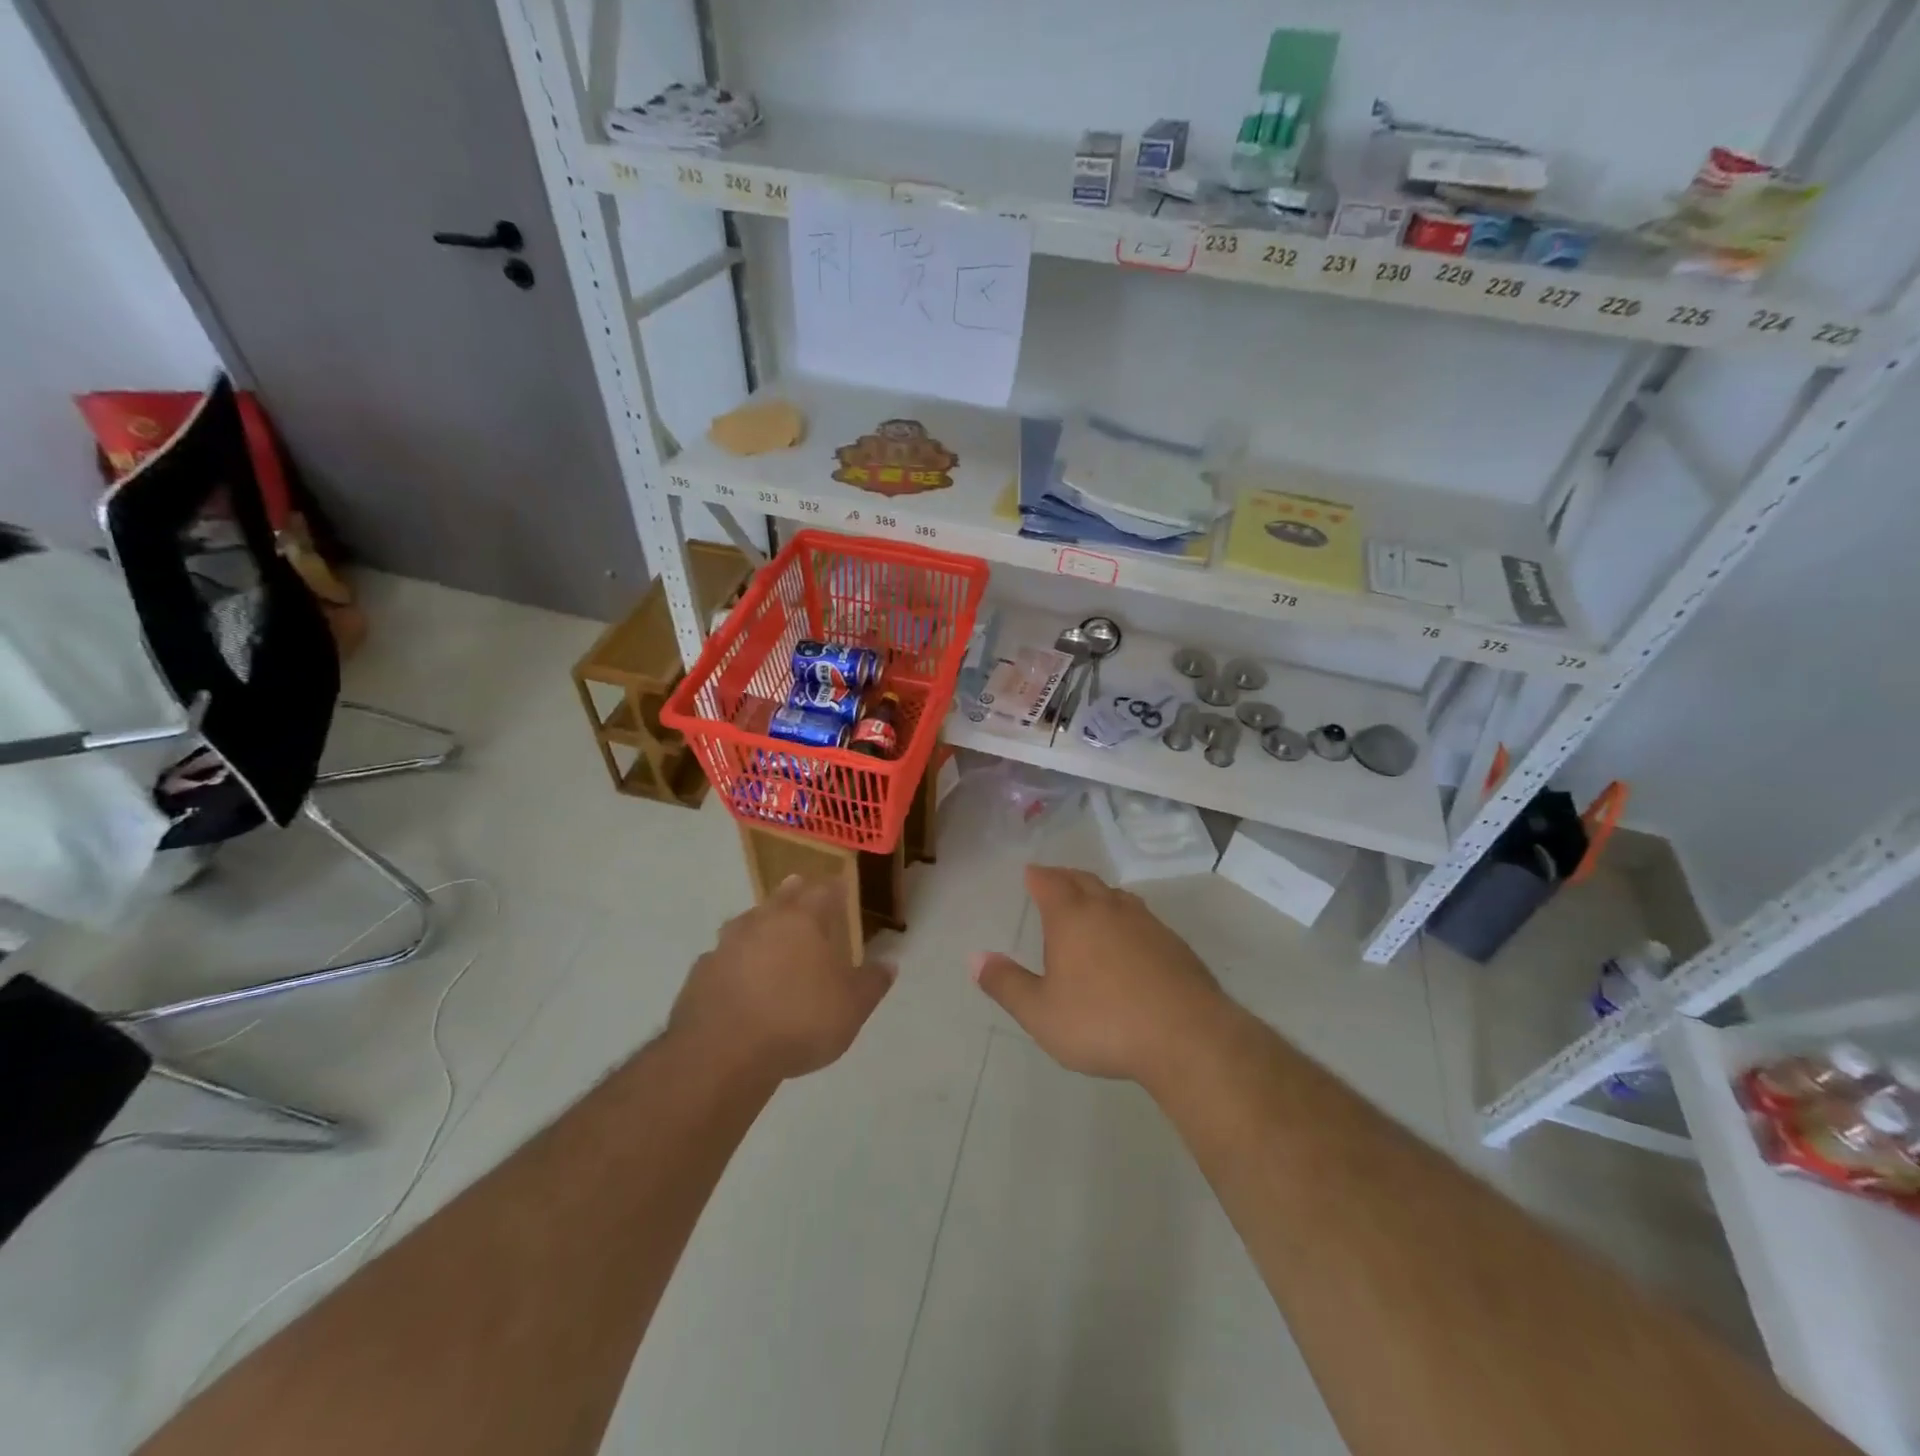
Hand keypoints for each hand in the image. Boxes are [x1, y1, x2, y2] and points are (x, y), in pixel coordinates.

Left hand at [671, 875, 893, 1082]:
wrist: (722, 1054)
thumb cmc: (798, 1021)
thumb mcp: (851, 1008)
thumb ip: (872, 983)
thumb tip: (888, 964)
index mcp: (802, 921)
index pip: (823, 891)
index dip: (833, 887)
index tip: (839, 884)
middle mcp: (762, 922)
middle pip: (781, 897)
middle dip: (793, 891)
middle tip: (799, 885)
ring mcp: (726, 946)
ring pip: (746, 923)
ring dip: (759, 923)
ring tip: (767, 930)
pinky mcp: (700, 973)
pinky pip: (722, 957)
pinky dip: (733, 960)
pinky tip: (737, 976)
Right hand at [973, 866, 1230, 1084]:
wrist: (1185, 1036)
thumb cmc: (1102, 1022)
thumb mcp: (1040, 1013)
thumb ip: (1006, 984)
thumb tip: (975, 957)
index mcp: (1072, 917)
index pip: (1049, 883)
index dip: (1037, 876)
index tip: (1030, 873)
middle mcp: (1109, 909)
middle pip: (1084, 880)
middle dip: (1065, 878)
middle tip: (1054, 880)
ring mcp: (1146, 923)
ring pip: (1116, 896)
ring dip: (1098, 893)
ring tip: (1090, 902)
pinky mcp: (1174, 944)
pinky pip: (1141, 917)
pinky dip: (1125, 917)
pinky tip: (1129, 938)